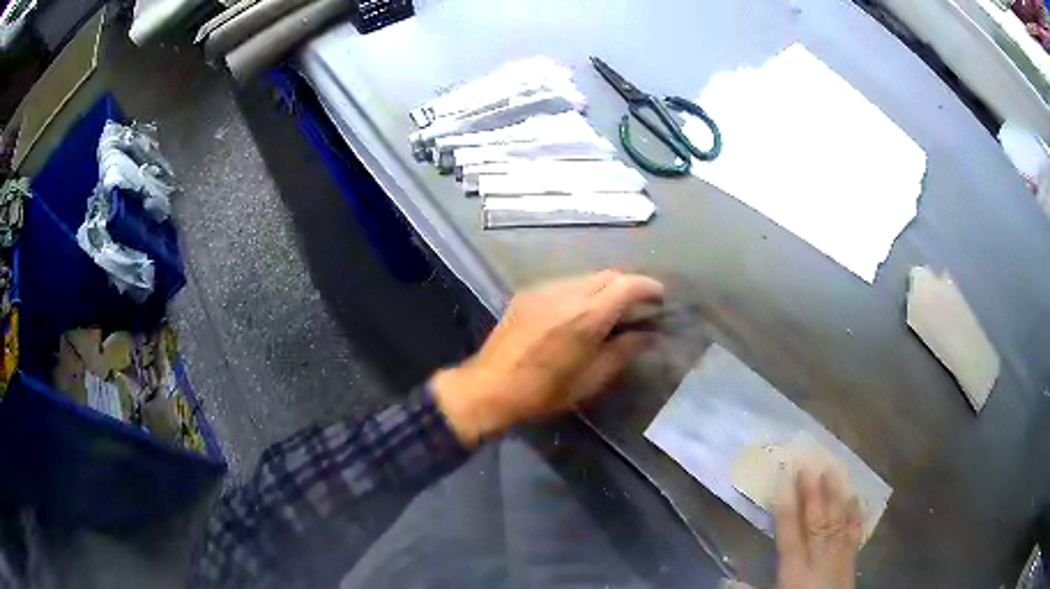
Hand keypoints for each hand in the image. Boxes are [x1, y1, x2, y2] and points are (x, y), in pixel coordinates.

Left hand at [431, 270, 664, 446]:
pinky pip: (564, 284)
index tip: (660, 298)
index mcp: (587, 316)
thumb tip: (649, 336)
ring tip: (608, 311)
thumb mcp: (591, 379)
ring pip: (586, 277)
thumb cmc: (545, 391)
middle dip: (628, 285)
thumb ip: (623, 351)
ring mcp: (544, 290)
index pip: (628, 285)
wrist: (490, 386)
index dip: (649, 287)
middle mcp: (567, 293)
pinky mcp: (528, 293)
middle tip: (637, 307)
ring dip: (604, 288)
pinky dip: (581, 291)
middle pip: (609, 274)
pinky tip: (577, 314)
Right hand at [774, 467, 862, 588]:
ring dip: (835, 497)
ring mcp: (838, 560)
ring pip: (838, 523)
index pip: (789, 536)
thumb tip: (725, 582)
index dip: (786, 509)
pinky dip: (855, 516)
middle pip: (817, 523)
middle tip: (809, 466)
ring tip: (833, 472)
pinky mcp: (851, 563)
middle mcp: (819, 561)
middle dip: (812, 495)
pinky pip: (854, 535)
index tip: (783, 482)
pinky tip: (856, 499)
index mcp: (795, 573)